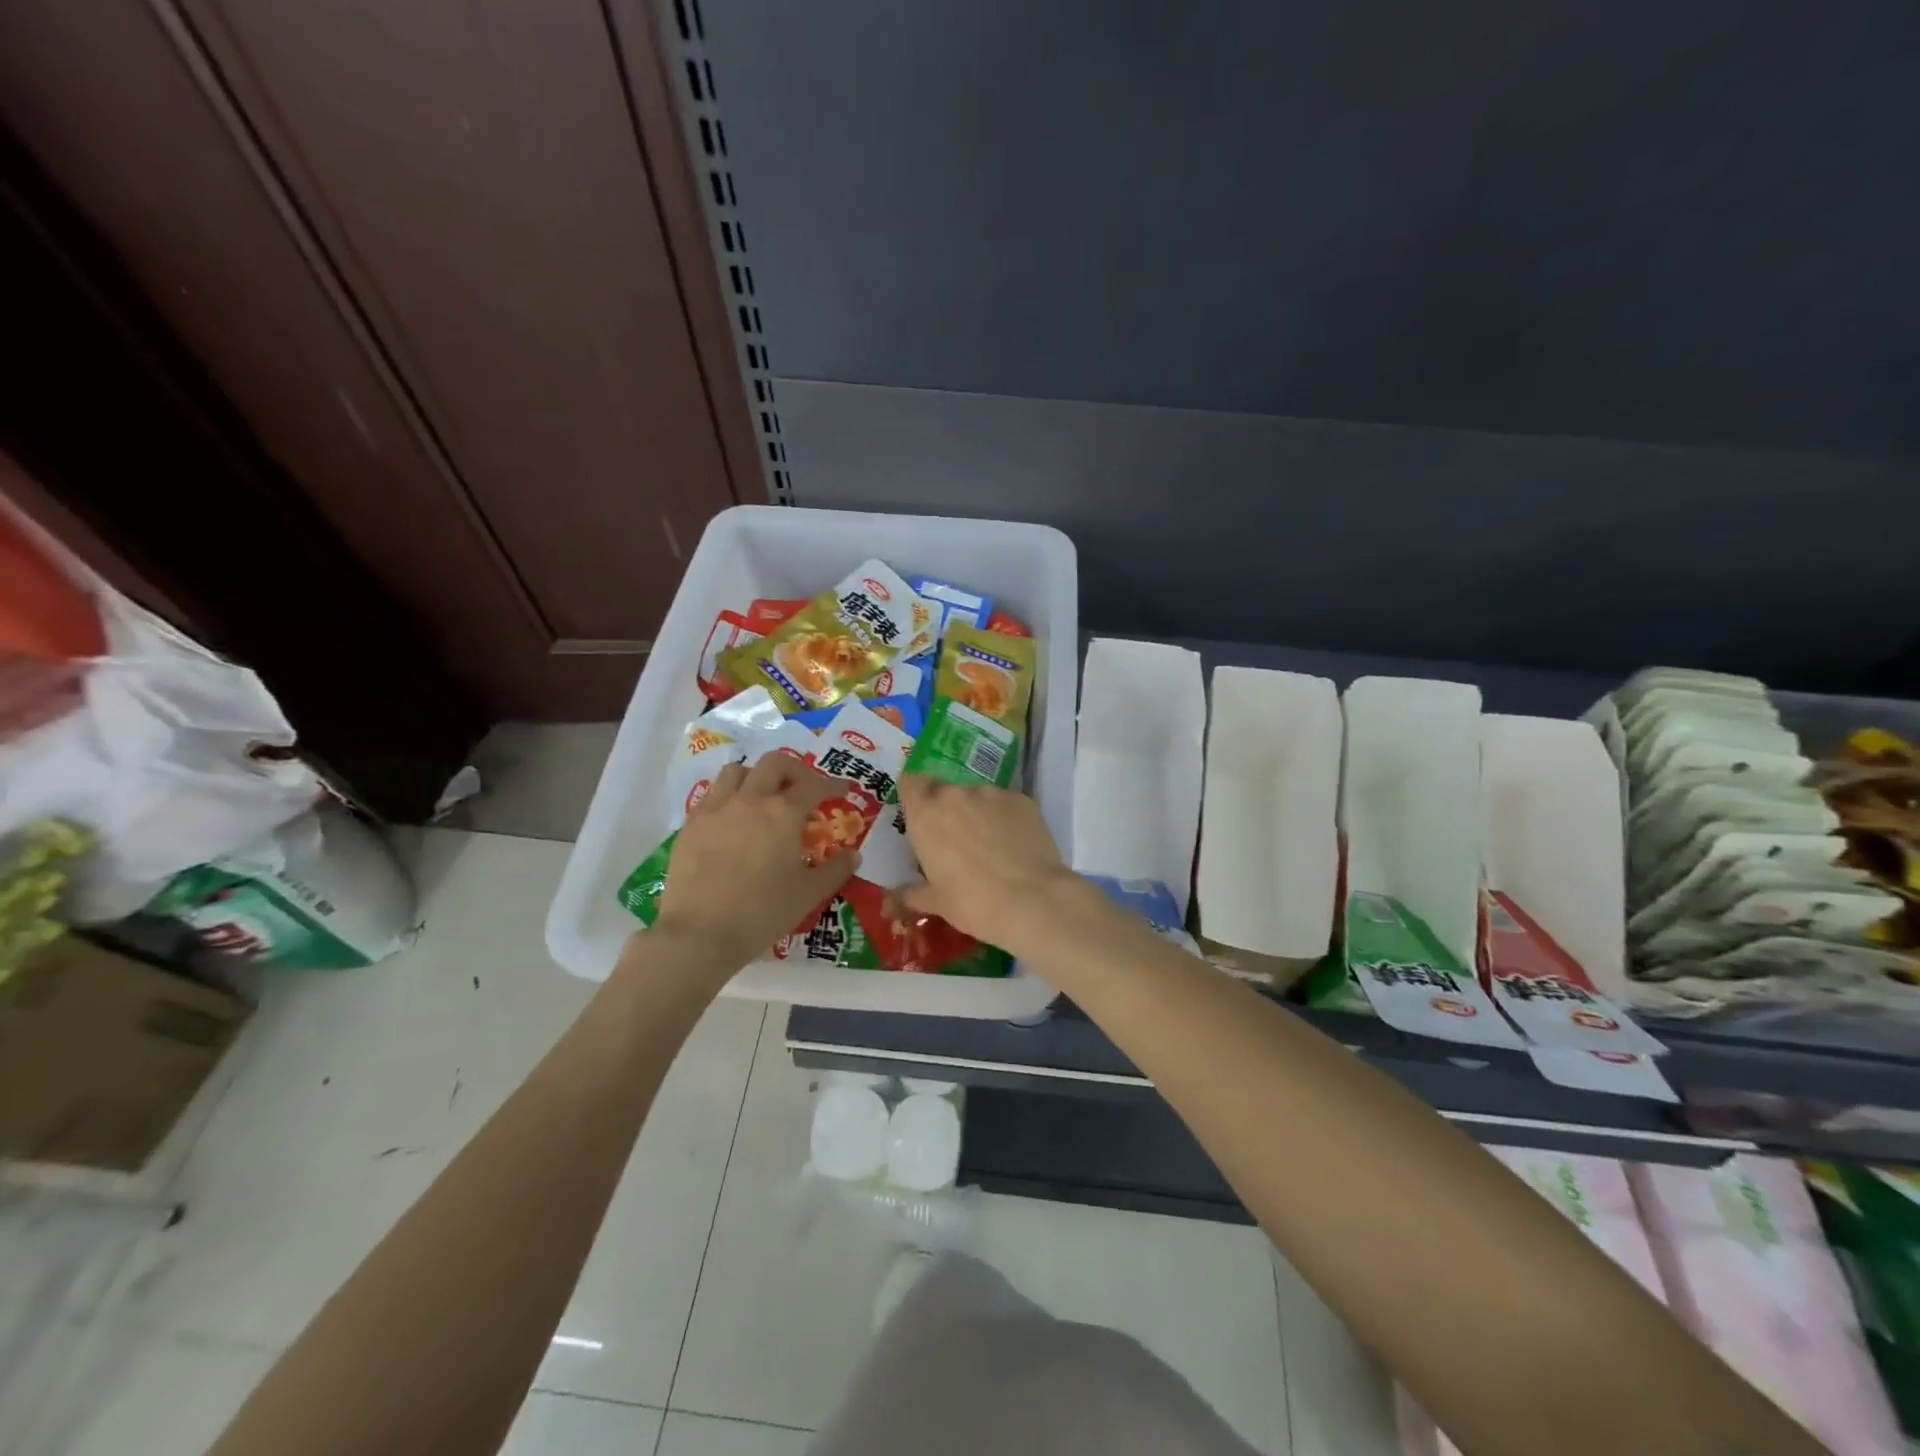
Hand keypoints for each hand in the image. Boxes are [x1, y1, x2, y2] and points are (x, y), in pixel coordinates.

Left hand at [653, 754, 858, 970]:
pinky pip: (712, 795)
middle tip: (804, 788)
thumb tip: (853, 855)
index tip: (843, 790)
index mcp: (783, 813)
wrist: (699, 934)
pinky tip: (734, 820)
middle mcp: (750, 799)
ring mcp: (715, 809)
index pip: (814, 786)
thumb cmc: (762, 912)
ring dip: (756, 776)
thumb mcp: (809, 894)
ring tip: (764, 797)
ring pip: (737, 771)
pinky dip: (729, 797)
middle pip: (774, 763)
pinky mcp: (691, 825)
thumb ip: (836, 870)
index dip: (832, 785)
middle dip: (795, 770)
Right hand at [890, 775, 1081, 951]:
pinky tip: (1015, 845)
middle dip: (946, 809)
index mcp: (926, 814)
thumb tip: (890, 900)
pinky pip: (1006, 804)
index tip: (920, 815)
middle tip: (954, 839)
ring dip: (977, 813)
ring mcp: (992, 793)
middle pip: (944, 790)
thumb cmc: (973, 902)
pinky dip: (1006, 818)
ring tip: (990, 845)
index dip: (914, 796)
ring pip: (977, 796)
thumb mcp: (936, 903)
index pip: (910, 783)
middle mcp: (956, 794)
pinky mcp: (1023, 799)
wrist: (1032, 900)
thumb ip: (910, 895)